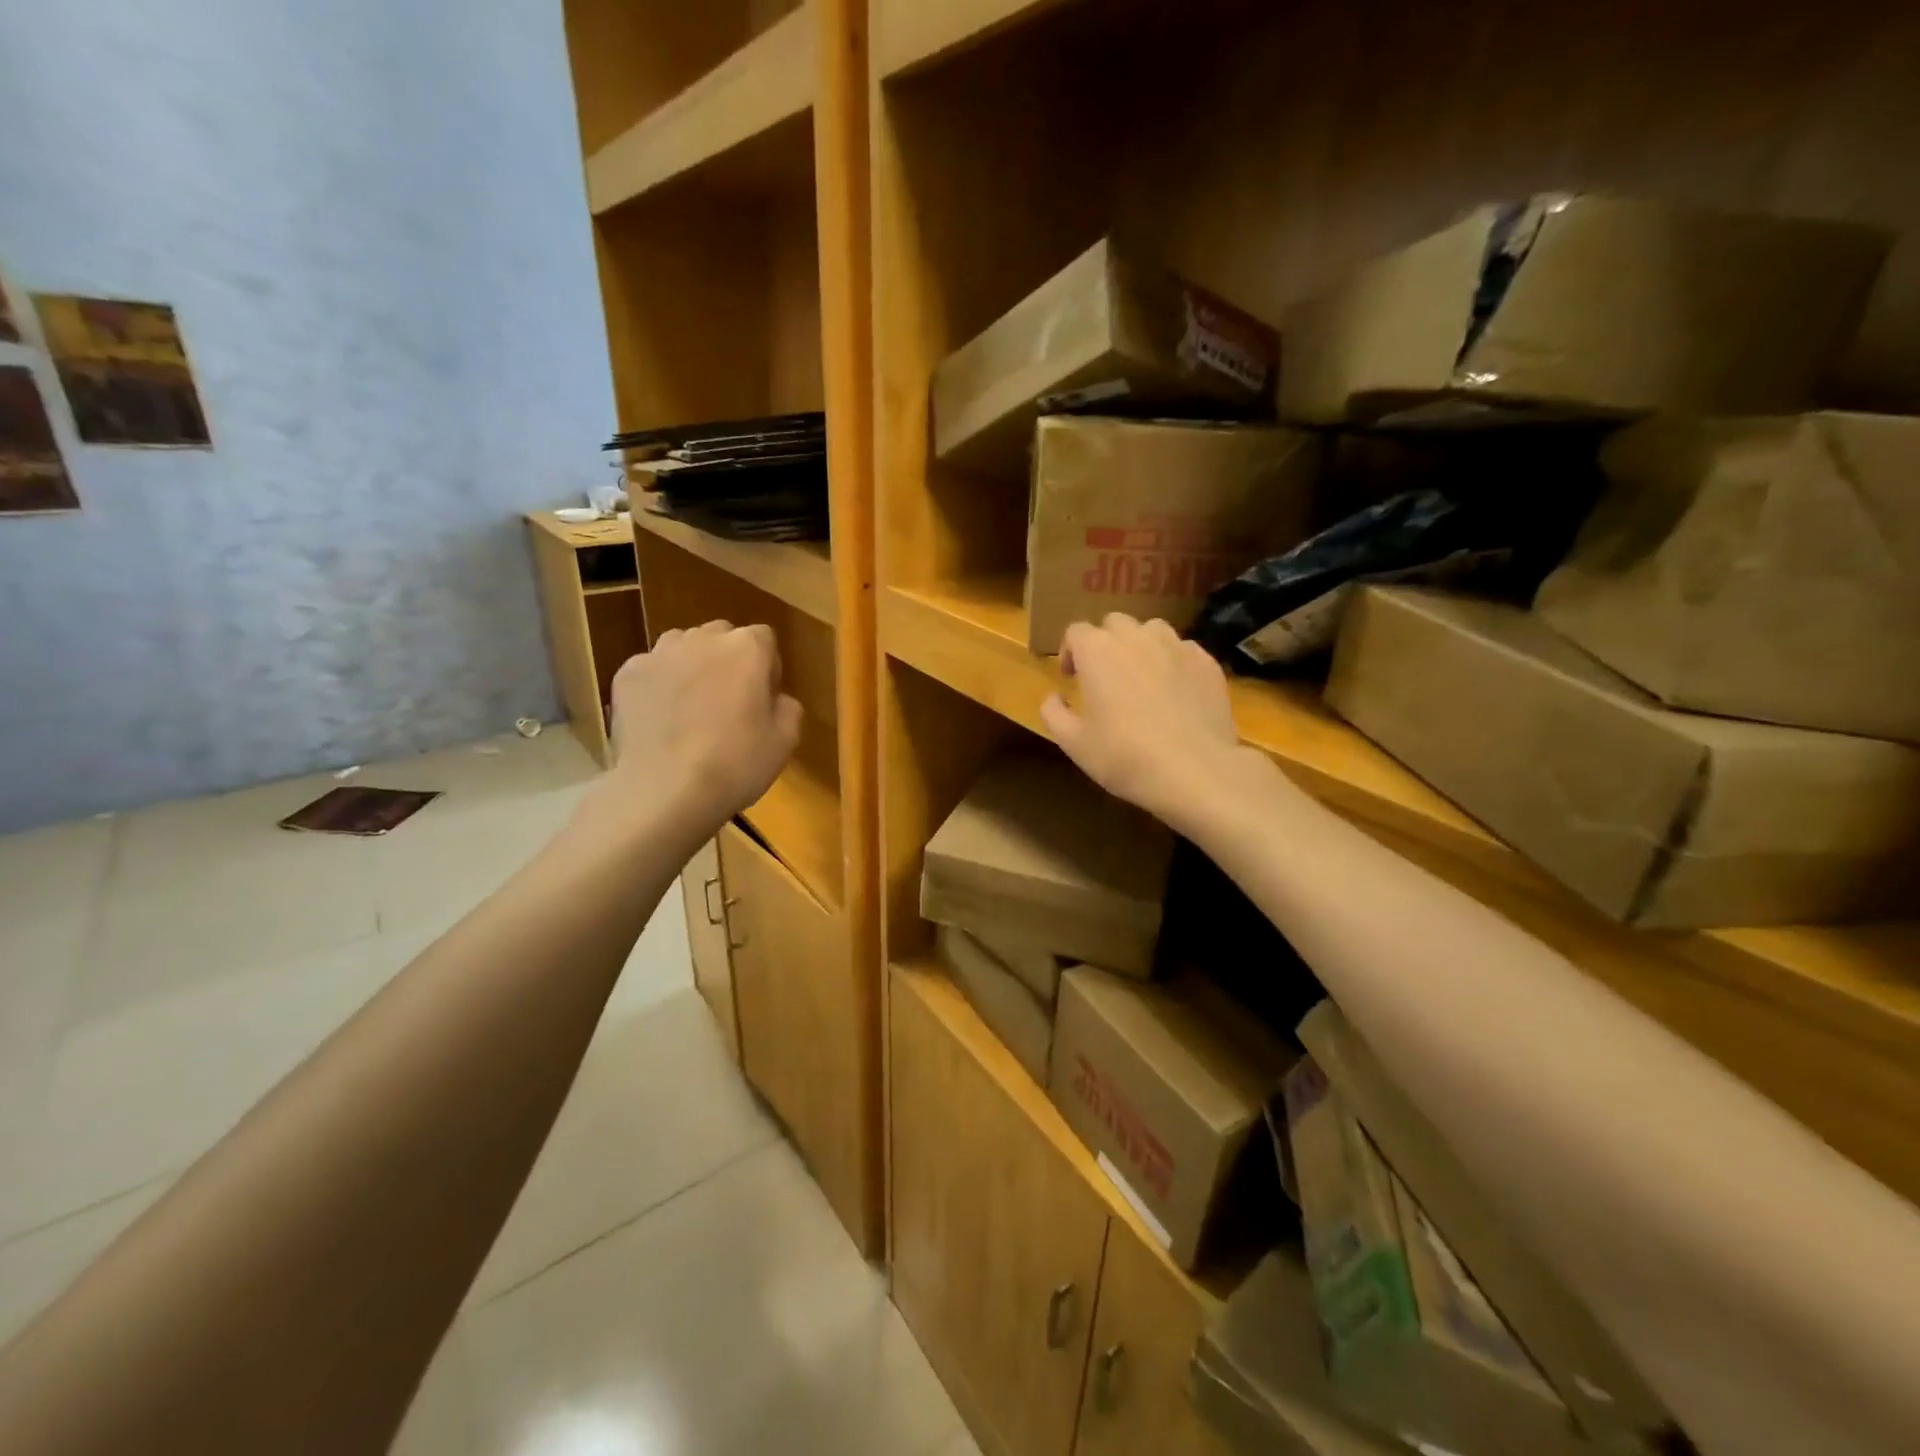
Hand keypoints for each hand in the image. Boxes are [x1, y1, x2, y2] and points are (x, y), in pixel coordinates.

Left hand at [603, 621, 801, 830]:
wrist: (665, 790)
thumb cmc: (736, 764)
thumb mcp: (785, 742)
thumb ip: (787, 708)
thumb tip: (777, 699)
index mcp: (747, 648)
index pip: (764, 639)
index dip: (767, 667)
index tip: (764, 698)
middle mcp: (702, 638)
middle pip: (721, 636)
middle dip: (728, 660)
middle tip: (729, 701)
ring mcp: (659, 653)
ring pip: (682, 647)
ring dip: (692, 666)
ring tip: (691, 707)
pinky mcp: (627, 674)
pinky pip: (651, 670)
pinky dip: (658, 686)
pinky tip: (661, 720)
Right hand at [1040, 614, 1265, 833]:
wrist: (1194, 771)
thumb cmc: (1124, 756)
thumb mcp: (1074, 743)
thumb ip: (1053, 713)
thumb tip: (1053, 697)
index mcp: (1098, 651)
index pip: (1076, 631)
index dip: (1070, 651)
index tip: (1071, 677)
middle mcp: (1136, 637)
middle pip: (1114, 623)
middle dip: (1105, 643)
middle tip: (1104, 676)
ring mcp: (1177, 646)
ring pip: (1152, 630)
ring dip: (1140, 646)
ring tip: (1141, 677)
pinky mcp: (1207, 663)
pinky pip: (1183, 650)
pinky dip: (1172, 663)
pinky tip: (1174, 692)